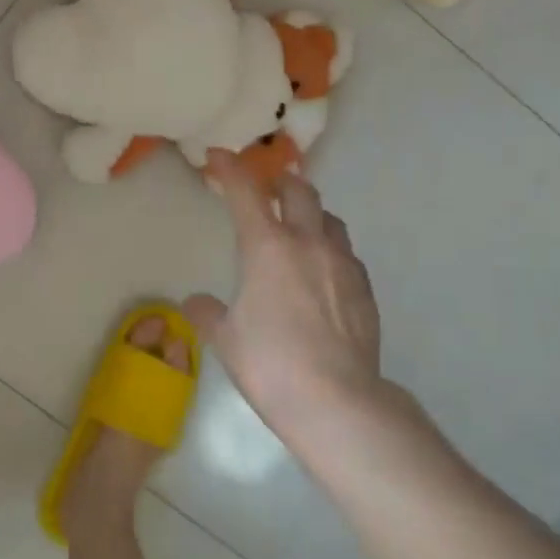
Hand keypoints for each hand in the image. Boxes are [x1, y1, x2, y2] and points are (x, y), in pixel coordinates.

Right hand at [186, 151, 381, 429]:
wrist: (337, 402)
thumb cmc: (270, 364)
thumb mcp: (226, 339)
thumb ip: (208, 313)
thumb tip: (194, 302)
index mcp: (267, 247)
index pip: (245, 192)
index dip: (229, 168)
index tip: (218, 156)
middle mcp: (308, 243)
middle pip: (299, 191)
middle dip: (279, 183)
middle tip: (266, 190)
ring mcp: (342, 264)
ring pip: (330, 219)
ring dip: (311, 214)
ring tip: (299, 229)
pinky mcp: (365, 289)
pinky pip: (346, 254)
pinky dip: (330, 250)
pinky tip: (323, 274)